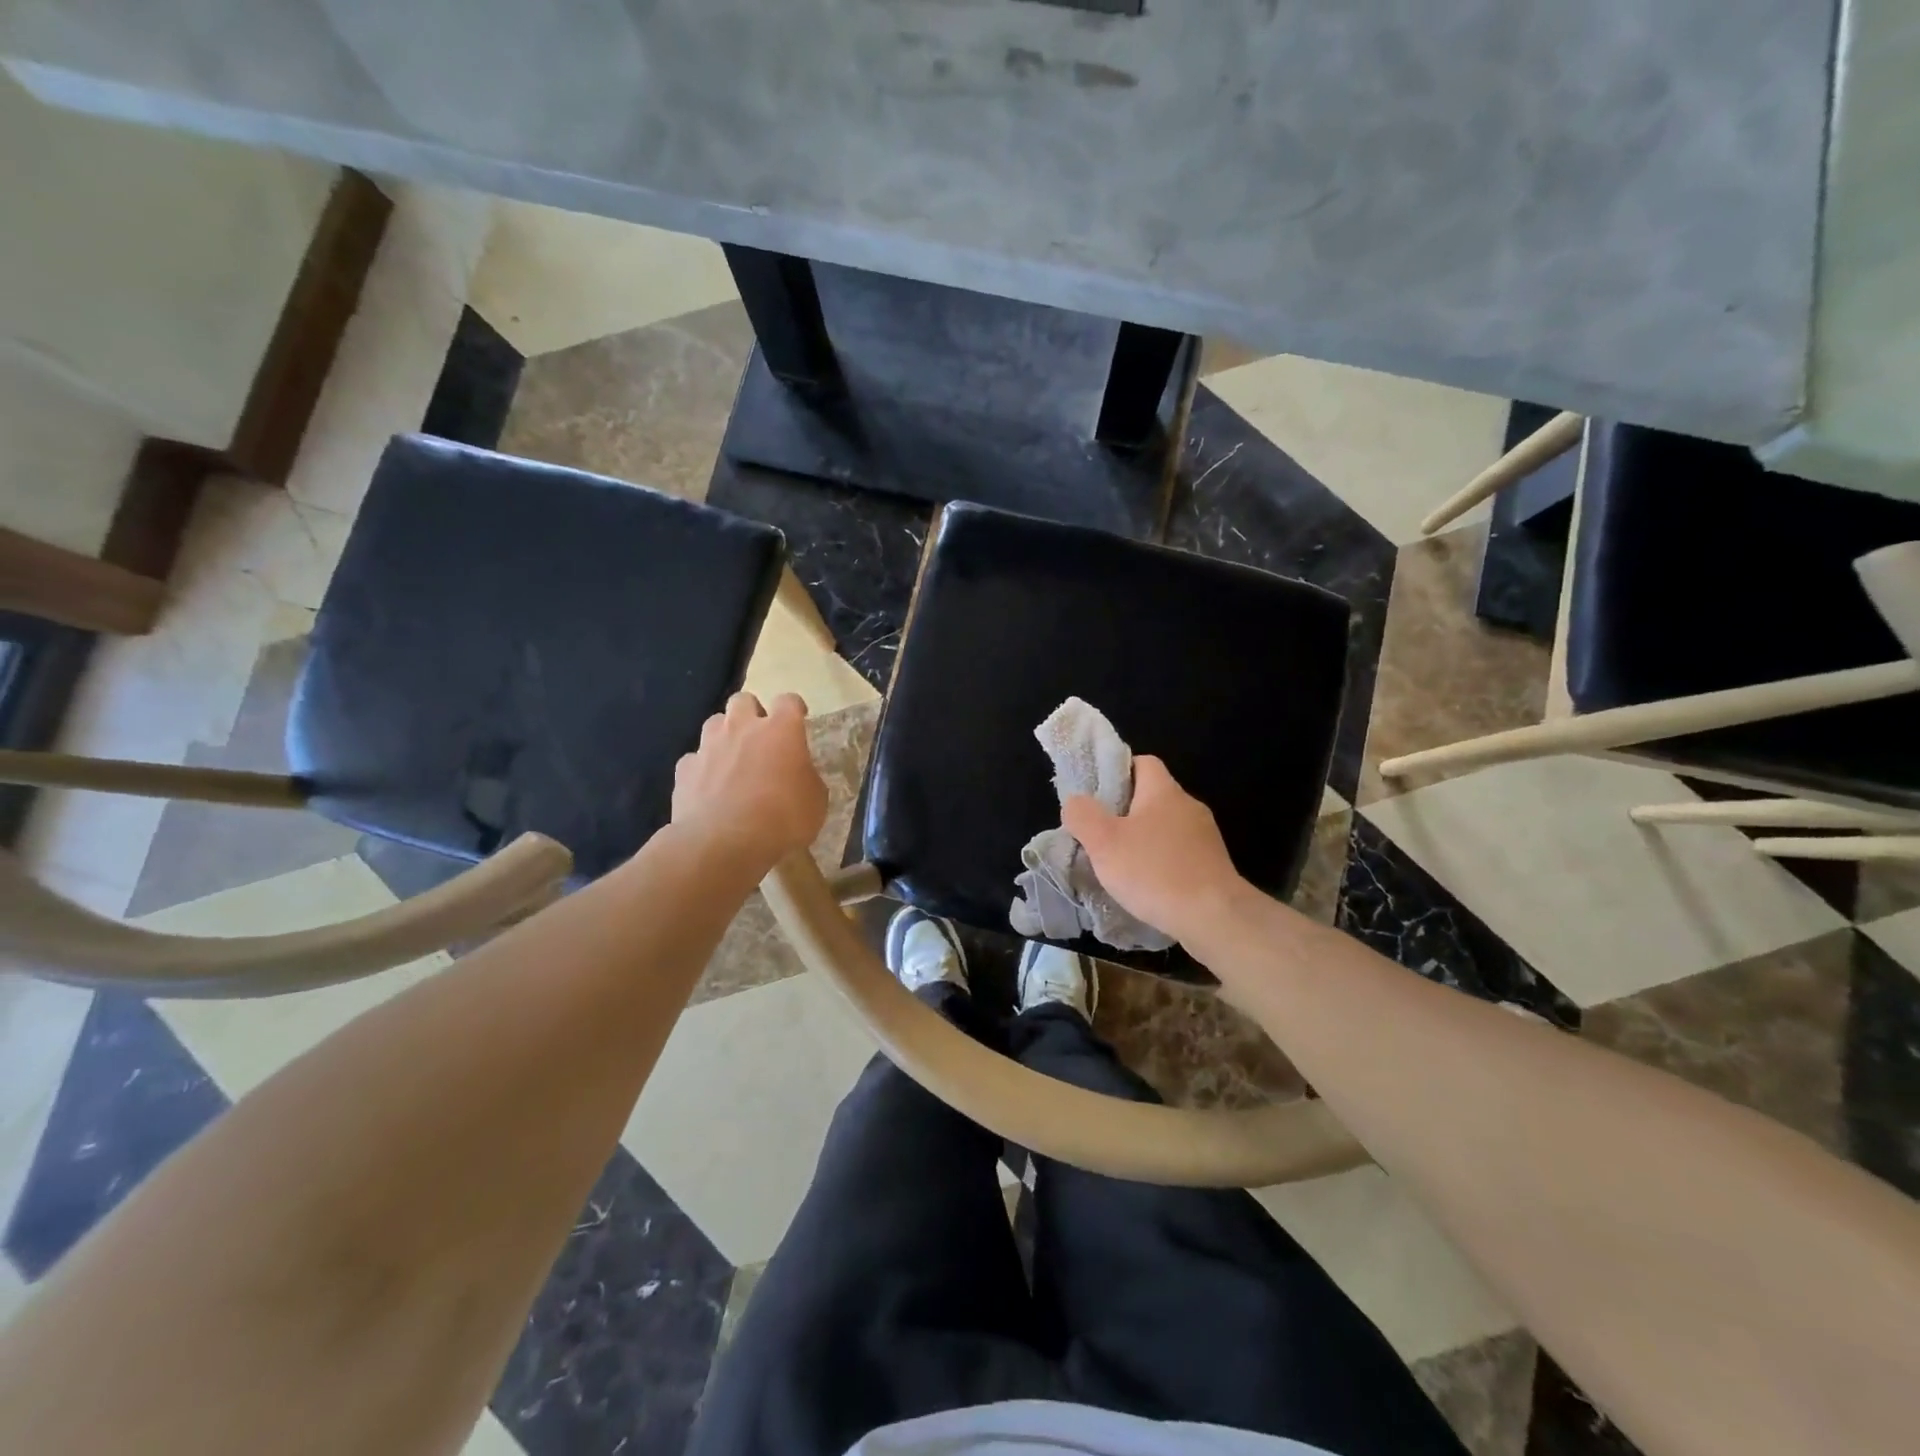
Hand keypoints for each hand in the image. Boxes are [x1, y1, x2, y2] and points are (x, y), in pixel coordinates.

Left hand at [672, 692, 826, 875]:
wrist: (724, 843)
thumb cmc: (782, 819)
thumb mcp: (816, 801)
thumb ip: (807, 778)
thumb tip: (799, 775)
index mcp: (781, 730)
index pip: (789, 701)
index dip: (794, 709)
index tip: (799, 720)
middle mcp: (742, 728)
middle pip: (743, 700)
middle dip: (752, 713)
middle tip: (761, 737)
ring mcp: (709, 746)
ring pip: (715, 723)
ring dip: (725, 735)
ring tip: (732, 759)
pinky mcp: (685, 769)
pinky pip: (695, 759)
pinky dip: (703, 768)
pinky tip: (709, 787)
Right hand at [1063, 756, 1248, 948]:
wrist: (1215, 918)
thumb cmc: (1155, 872)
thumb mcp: (1104, 842)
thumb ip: (1083, 815)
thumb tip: (1076, 802)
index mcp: (1164, 791)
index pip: (1142, 762)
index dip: (1117, 771)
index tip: (1096, 794)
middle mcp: (1189, 806)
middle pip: (1152, 796)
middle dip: (1125, 812)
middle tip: (1099, 833)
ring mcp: (1205, 837)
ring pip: (1165, 827)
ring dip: (1143, 840)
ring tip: (1119, 864)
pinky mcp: (1213, 865)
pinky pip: (1179, 854)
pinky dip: (1161, 863)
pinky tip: (1147, 885)